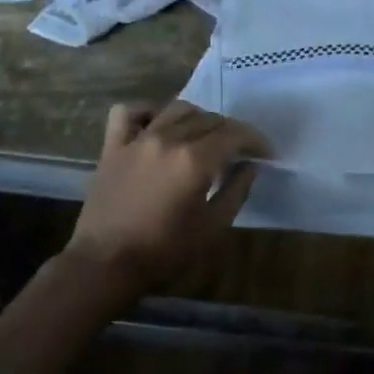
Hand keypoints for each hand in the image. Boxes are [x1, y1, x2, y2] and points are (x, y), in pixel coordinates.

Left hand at [65, 101, 271, 287]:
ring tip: (205, 138)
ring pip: (176, 109)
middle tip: (240, 152)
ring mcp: (138, 139)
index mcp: (195, 159)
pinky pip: (129, 113)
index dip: (256, 141)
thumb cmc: (165, 251)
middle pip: (209, 119)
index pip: (235, 135)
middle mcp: (168, 139)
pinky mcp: (113, 146)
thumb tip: (250, 166)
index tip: (267, 154)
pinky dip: (148, 112)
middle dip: (231, 132)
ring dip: (199, 118)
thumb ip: (237, 190)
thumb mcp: (213, 226)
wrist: (106, 264)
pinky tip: (158, 126)